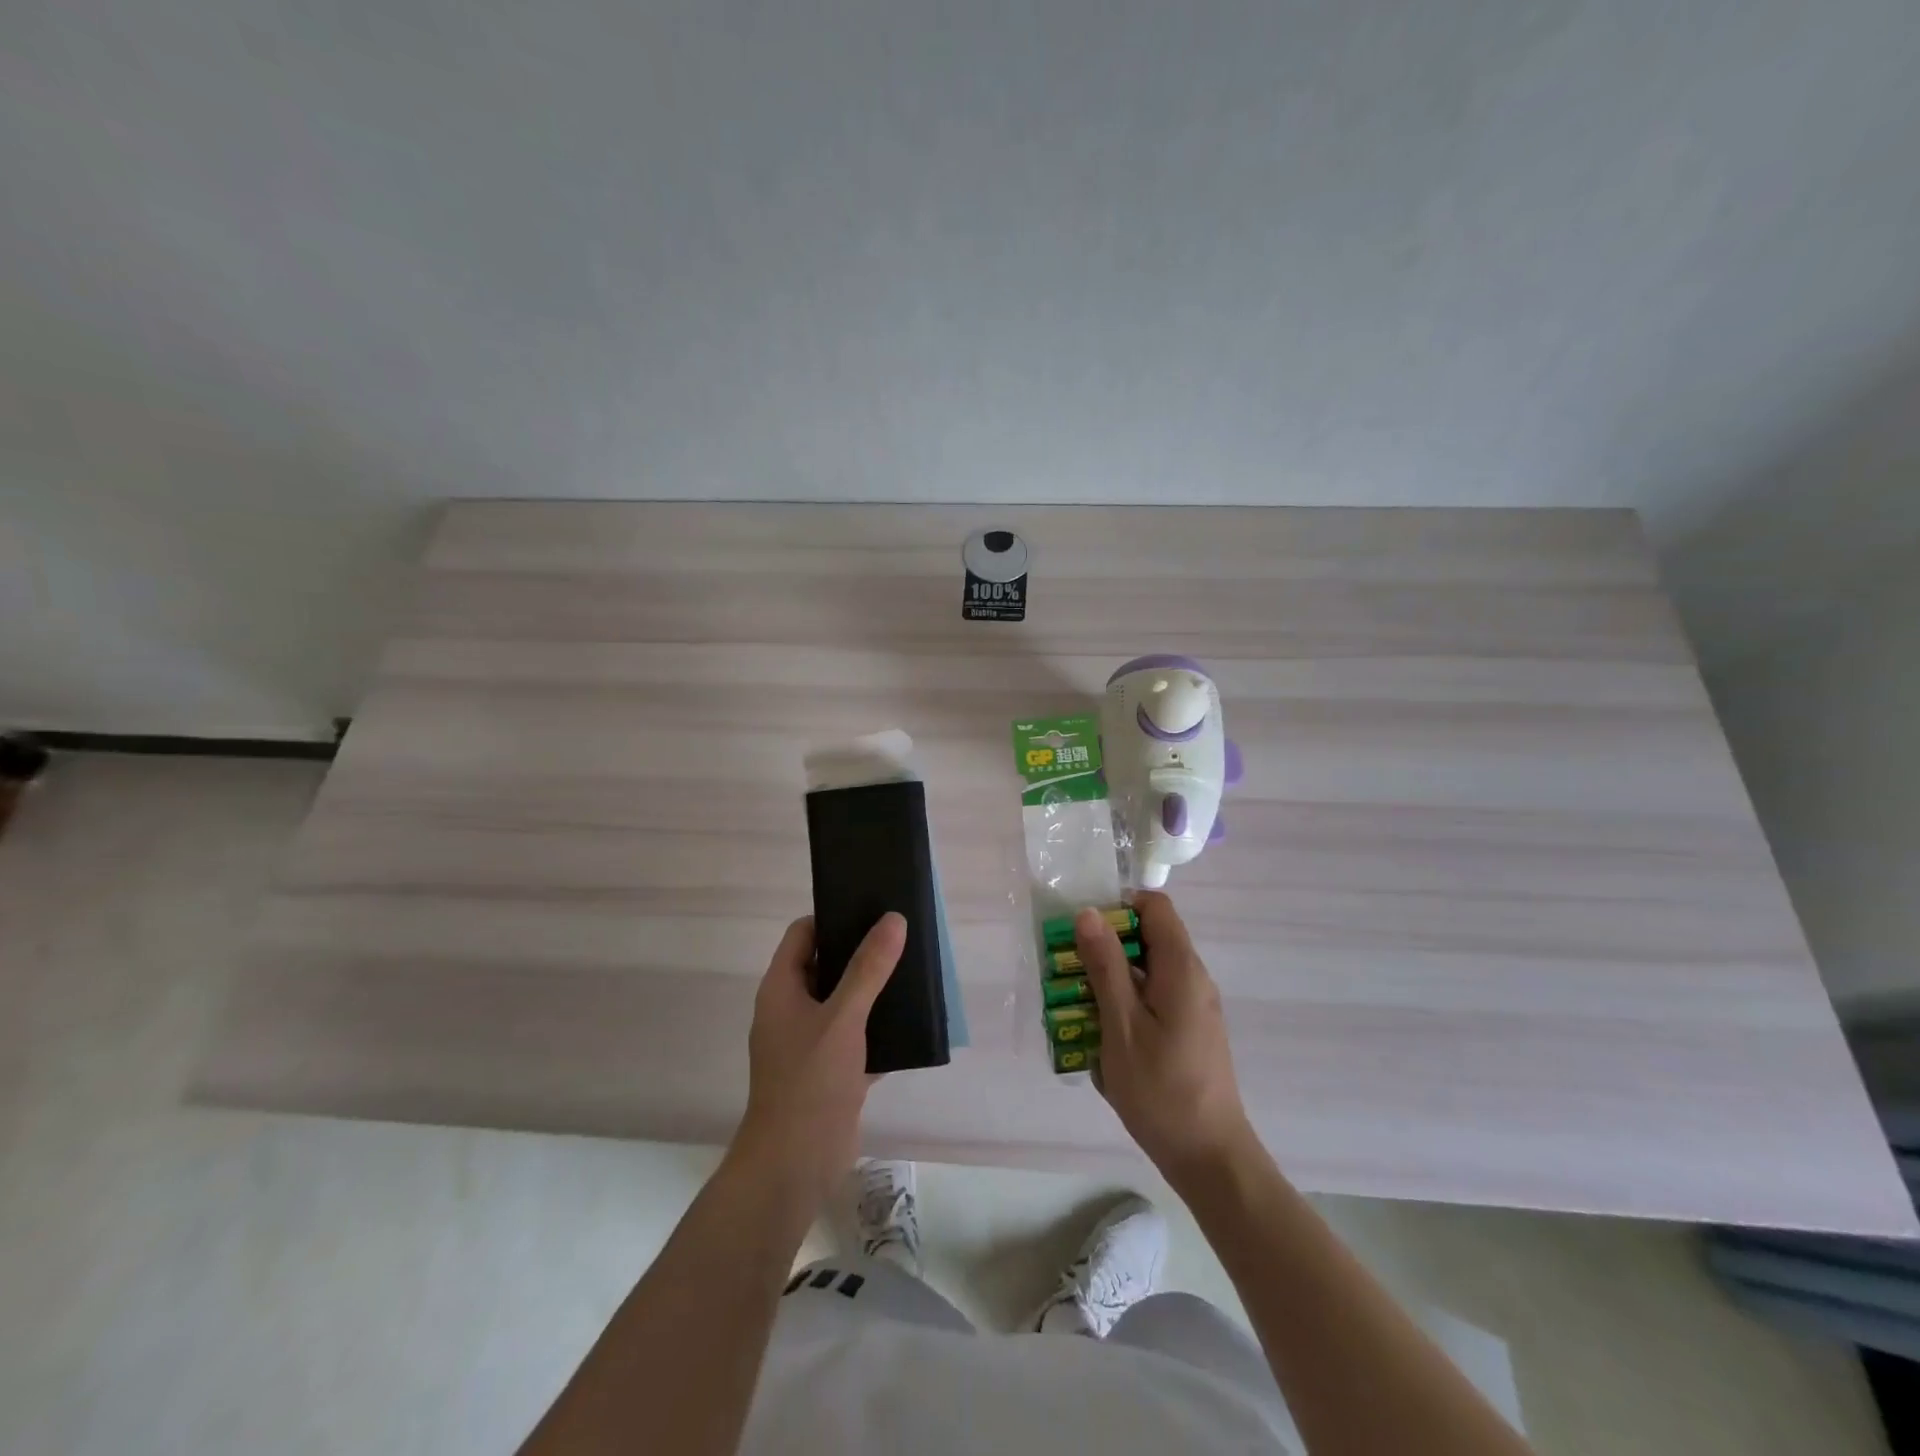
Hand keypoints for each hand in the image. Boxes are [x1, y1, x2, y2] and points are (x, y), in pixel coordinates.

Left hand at [730, 912, 906, 1202]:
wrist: (795, 1164)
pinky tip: (913, 1020)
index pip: (803, 934)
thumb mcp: (843, 1017)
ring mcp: (810, 1042)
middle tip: (901, 935)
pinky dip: (880, 1027)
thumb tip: (893, 919)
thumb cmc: (810, 1080)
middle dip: (861, 952)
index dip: (832, 918)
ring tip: (913, 970)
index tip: (871, 909)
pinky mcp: (831, 1070)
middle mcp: (792, 1010)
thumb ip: (869, 968)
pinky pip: (858, 1036)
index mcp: (781, 989)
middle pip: (826, 964)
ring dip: (874, 989)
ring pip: (845, 1001)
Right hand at [1077, 892, 1253, 1185]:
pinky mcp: (1189, 1030)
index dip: (1118, 907)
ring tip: (1077, 1006)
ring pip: (1147, 970)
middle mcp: (1192, 978)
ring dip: (1111, 979)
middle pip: (1148, 937)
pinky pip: (1153, 998)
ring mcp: (1193, 1006)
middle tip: (1069, 972)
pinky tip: (1101, 1036)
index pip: (1155, 907)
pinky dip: (1125, 1003)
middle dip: (1105, 947)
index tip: (1084, 931)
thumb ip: (1105, 965)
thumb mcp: (1121, 1025)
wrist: (1209, 1157)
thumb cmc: (1161, 1089)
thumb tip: (1089, 912)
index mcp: (1181, 968)